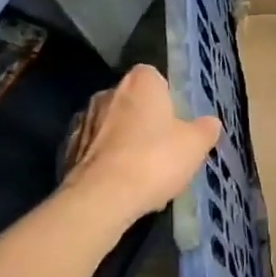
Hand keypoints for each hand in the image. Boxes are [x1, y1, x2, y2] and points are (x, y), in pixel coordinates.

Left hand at [62, 65, 220, 218]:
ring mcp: (82, 121)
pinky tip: (119, 186)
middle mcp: (107, 93)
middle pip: (131, 102)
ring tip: (140, 173)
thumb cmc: (154, 160)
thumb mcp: (195, 145)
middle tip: (162, 148)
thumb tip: (209, 123)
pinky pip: (94, 151)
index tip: (175, 122)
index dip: (166, 98)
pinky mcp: (66, 150)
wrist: (100, 199)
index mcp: (140, 82)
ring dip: (122, 142)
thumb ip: (205, 129)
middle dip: (143, 120)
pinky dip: (105, 162)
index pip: (155, 77)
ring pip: (110, 127)